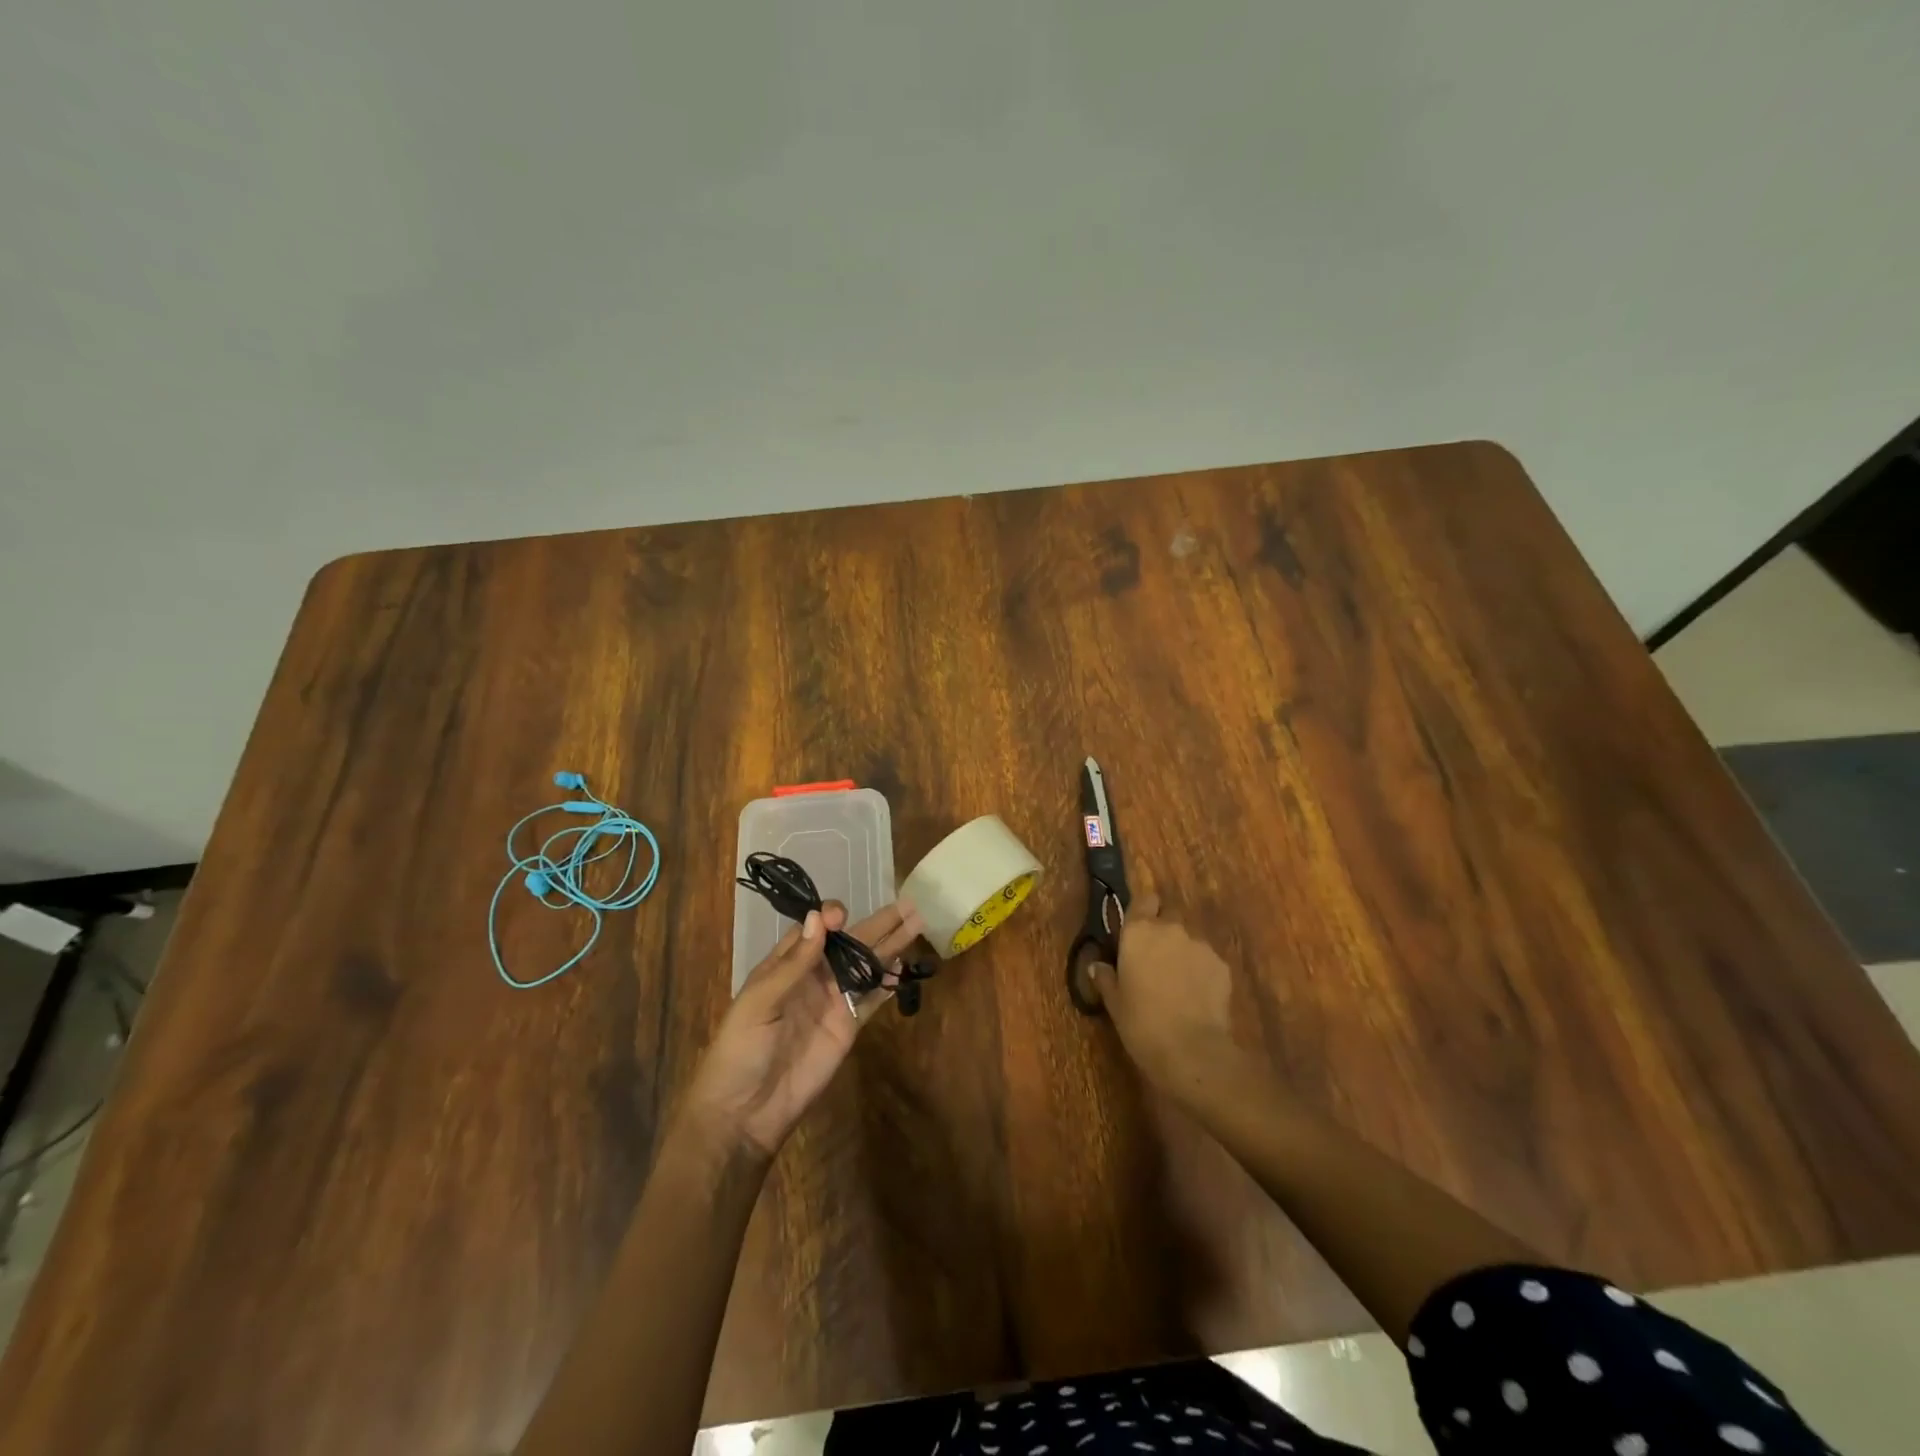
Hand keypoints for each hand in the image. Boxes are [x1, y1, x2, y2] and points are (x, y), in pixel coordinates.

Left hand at [683, 899, 924, 1158]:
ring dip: (891, 946)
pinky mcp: (848, 1027)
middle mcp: (813, 977)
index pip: (814, 930)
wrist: (746, 1111)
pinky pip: (872, 999)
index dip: (830, 919)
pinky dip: (889, 983)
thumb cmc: (741, 1049)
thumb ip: (794, 962)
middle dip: (878, 923)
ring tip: (917, 923)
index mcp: (785, 966)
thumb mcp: (760, 1001)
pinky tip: (906, 966)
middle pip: (849, 943)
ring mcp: (833, 1002)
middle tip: (907, 904)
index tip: (842, 916)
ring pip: (866, 965)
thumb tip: (819, 918)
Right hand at [1086, 891, 1245, 1103]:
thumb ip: (1106, 979)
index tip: (1138, 931)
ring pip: (1189, 941)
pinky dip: (1202, 972)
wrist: (1192, 1051)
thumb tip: (1096, 967)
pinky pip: (1208, 961)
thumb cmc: (1141, 1023)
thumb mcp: (1115, 1003)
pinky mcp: (1222, 965)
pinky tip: (1197, 998)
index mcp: (1138, 932)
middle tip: (1155, 964)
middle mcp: (1171, 929)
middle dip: (1163, 935)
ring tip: (1179, 986)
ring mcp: (1200, 945)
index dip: (1143, 911)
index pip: (1144, 900)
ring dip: (1183, 954)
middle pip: (1168, 919)